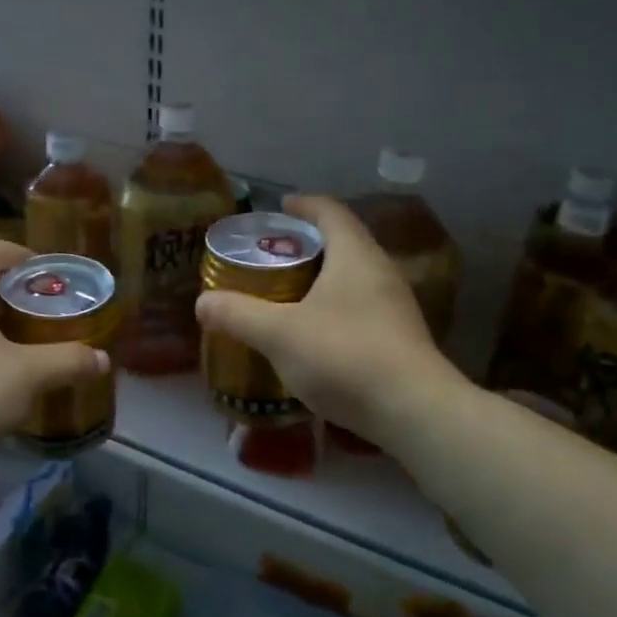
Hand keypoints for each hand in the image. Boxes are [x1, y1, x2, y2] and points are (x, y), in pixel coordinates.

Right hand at [195, 196, 464, 449]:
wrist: (413, 412)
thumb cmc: (344, 356)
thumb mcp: (279, 334)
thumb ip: (239, 314)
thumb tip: (203, 302)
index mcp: (355, 255)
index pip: (330, 212)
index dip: (304, 205)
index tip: (280, 207)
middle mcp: (381, 271)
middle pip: (344, 242)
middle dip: (309, 244)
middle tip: (274, 254)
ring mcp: (396, 306)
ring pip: (354, 277)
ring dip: (322, 278)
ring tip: (289, 293)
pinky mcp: (400, 338)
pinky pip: (361, 307)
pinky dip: (335, 307)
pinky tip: (315, 333)